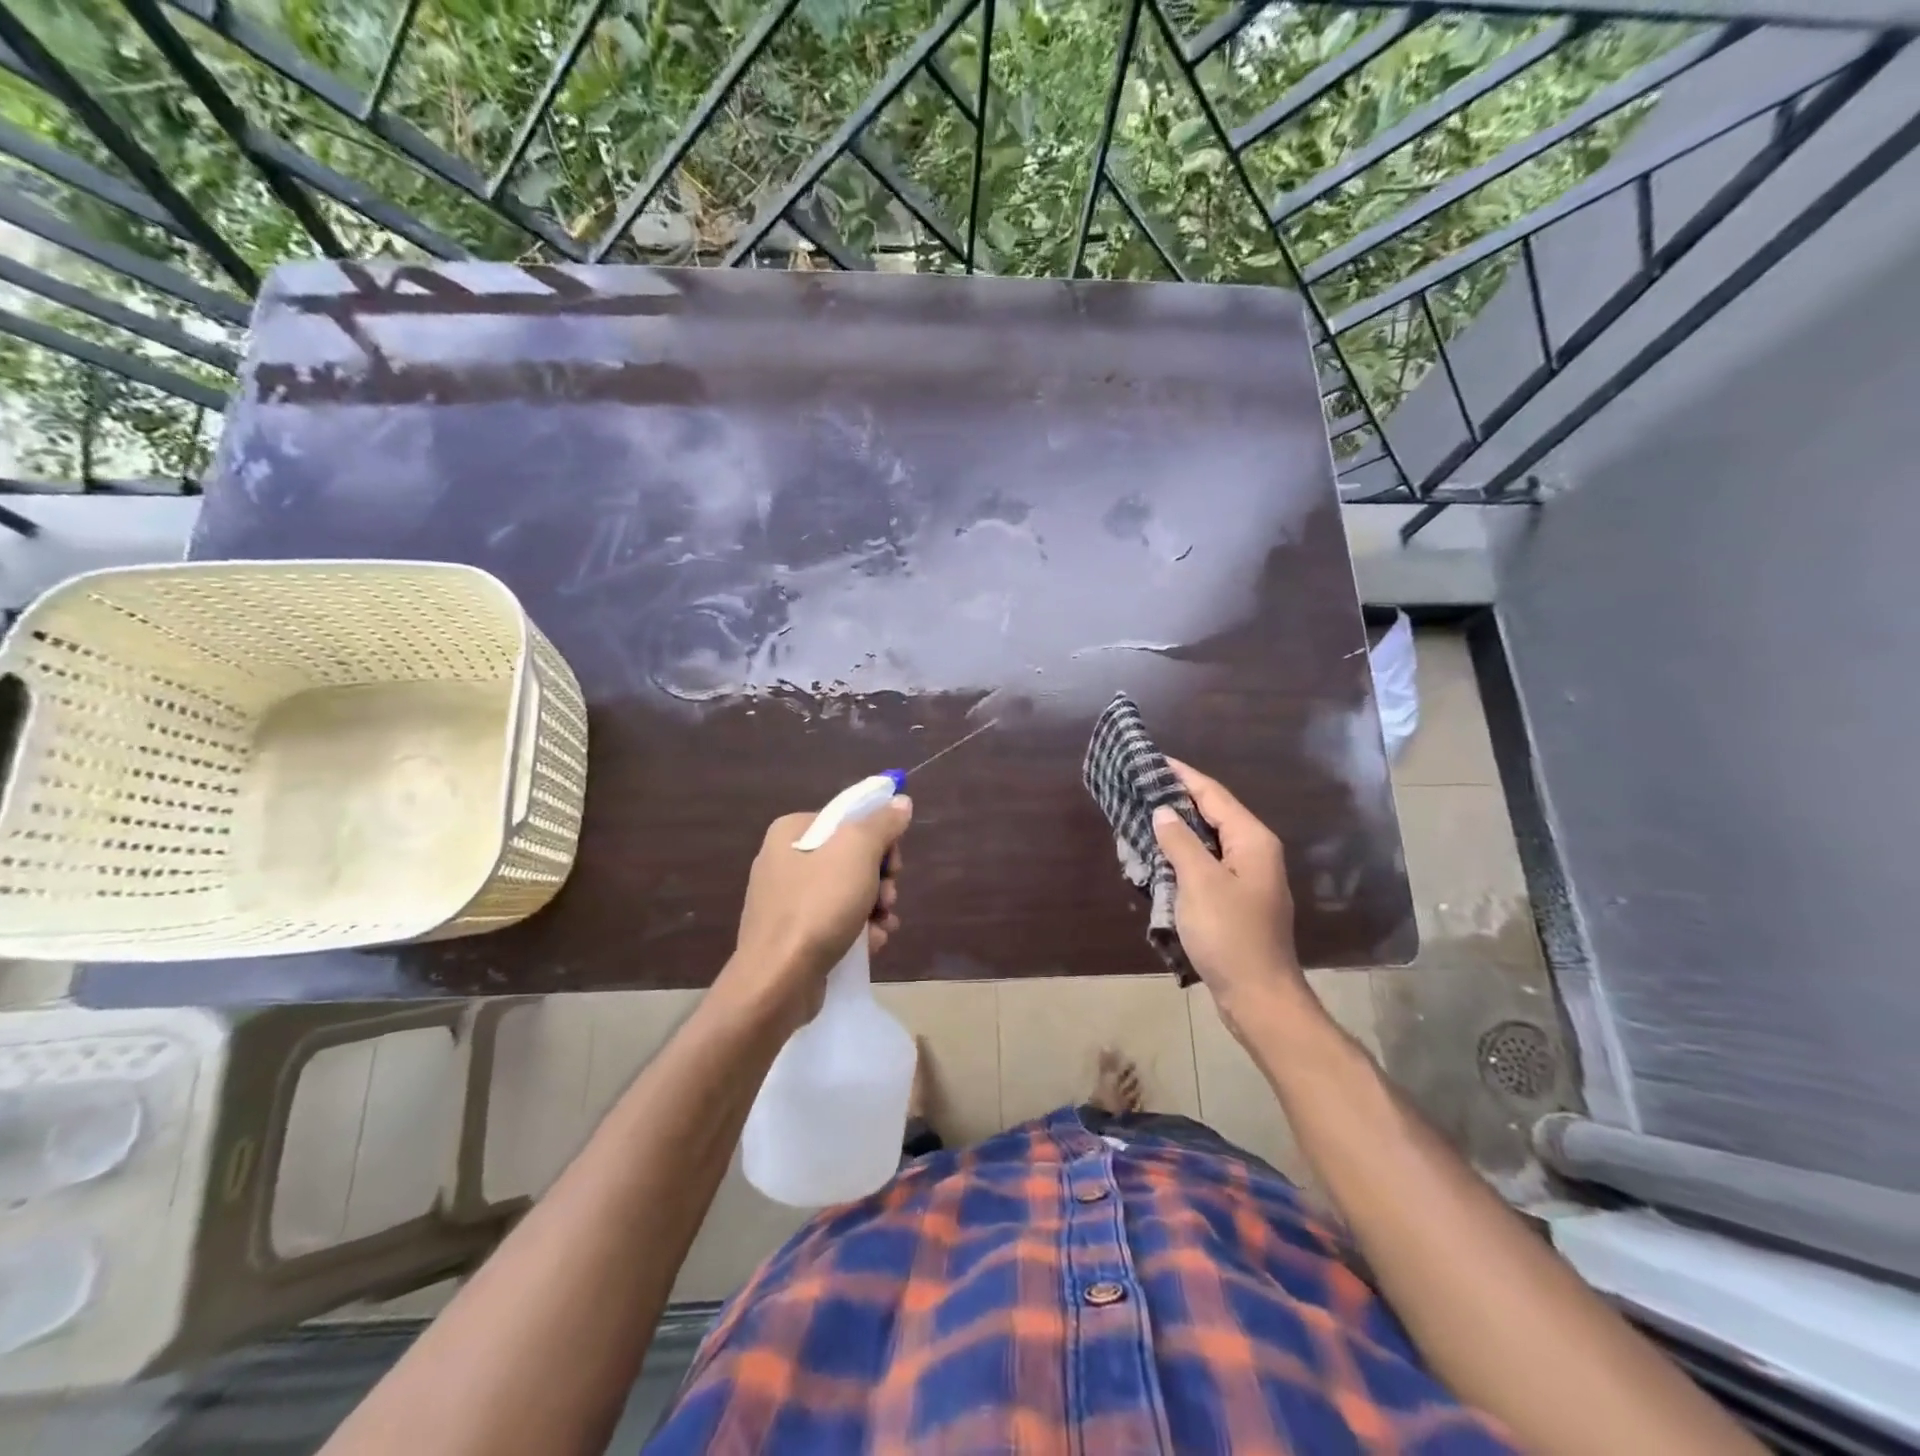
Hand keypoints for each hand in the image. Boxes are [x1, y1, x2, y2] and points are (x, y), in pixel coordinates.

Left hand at [723, 796, 911, 1030]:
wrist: (778, 980)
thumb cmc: (818, 905)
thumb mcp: (857, 851)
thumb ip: (882, 823)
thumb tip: (900, 802)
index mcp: (792, 831)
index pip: (849, 819)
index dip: (880, 838)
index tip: (893, 864)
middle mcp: (785, 859)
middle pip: (851, 856)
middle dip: (880, 879)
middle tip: (888, 897)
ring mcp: (786, 899)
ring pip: (848, 891)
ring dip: (875, 907)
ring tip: (883, 925)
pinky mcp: (793, 934)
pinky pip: (835, 920)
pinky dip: (858, 930)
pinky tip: (871, 944)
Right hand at [1151, 760, 1306, 1037]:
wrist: (1258, 996)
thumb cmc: (1229, 934)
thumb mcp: (1199, 882)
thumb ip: (1180, 842)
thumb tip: (1163, 811)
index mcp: (1252, 840)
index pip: (1213, 794)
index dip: (1182, 775)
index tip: (1153, 760)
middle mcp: (1255, 852)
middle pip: (1213, 814)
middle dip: (1177, 800)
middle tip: (1140, 788)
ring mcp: (1248, 878)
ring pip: (1209, 841)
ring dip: (1178, 829)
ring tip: (1143, 816)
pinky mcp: (1238, 900)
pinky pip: (1208, 865)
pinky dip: (1184, 855)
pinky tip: (1160, 857)